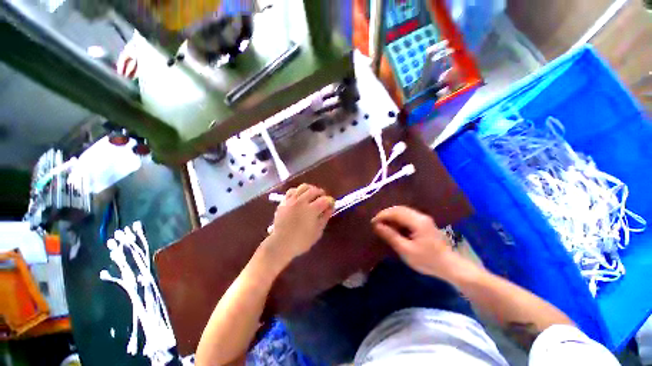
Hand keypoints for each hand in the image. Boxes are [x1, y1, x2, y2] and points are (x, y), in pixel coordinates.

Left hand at [267, 184, 334, 264]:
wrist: (280, 244)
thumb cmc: (301, 241)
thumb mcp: (317, 232)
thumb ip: (325, 218)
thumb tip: (330, 208)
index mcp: (311, 210)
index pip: (325, 200)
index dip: (330, 201)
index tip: (331, 204)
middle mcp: (301, 202)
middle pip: (314, 190)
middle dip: (321, 193)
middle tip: (323, 198)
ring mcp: (291, 200)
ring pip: (303, 187)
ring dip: (310, 189)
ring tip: (312, 194)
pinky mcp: (284, 202)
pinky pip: (292, 191)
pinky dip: (298, 191)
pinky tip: (300, 196)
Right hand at [372, 206, 462, 279]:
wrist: (450, 266)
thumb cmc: (427, 260)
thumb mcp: (406, 250)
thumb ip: (391, 236)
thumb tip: (377, 226)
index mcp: (417, 222)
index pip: (396, 212)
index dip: (382, 215)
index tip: (372, 222)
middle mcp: (421, 216)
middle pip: (399, 209)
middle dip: (386, 214)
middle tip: (376, 222)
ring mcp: (424, 218)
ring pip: (403, 211)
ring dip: (391, 216)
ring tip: (382, 224)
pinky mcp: (424, 223)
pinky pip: (407, 216)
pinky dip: (398, 219)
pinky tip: (393, 226)